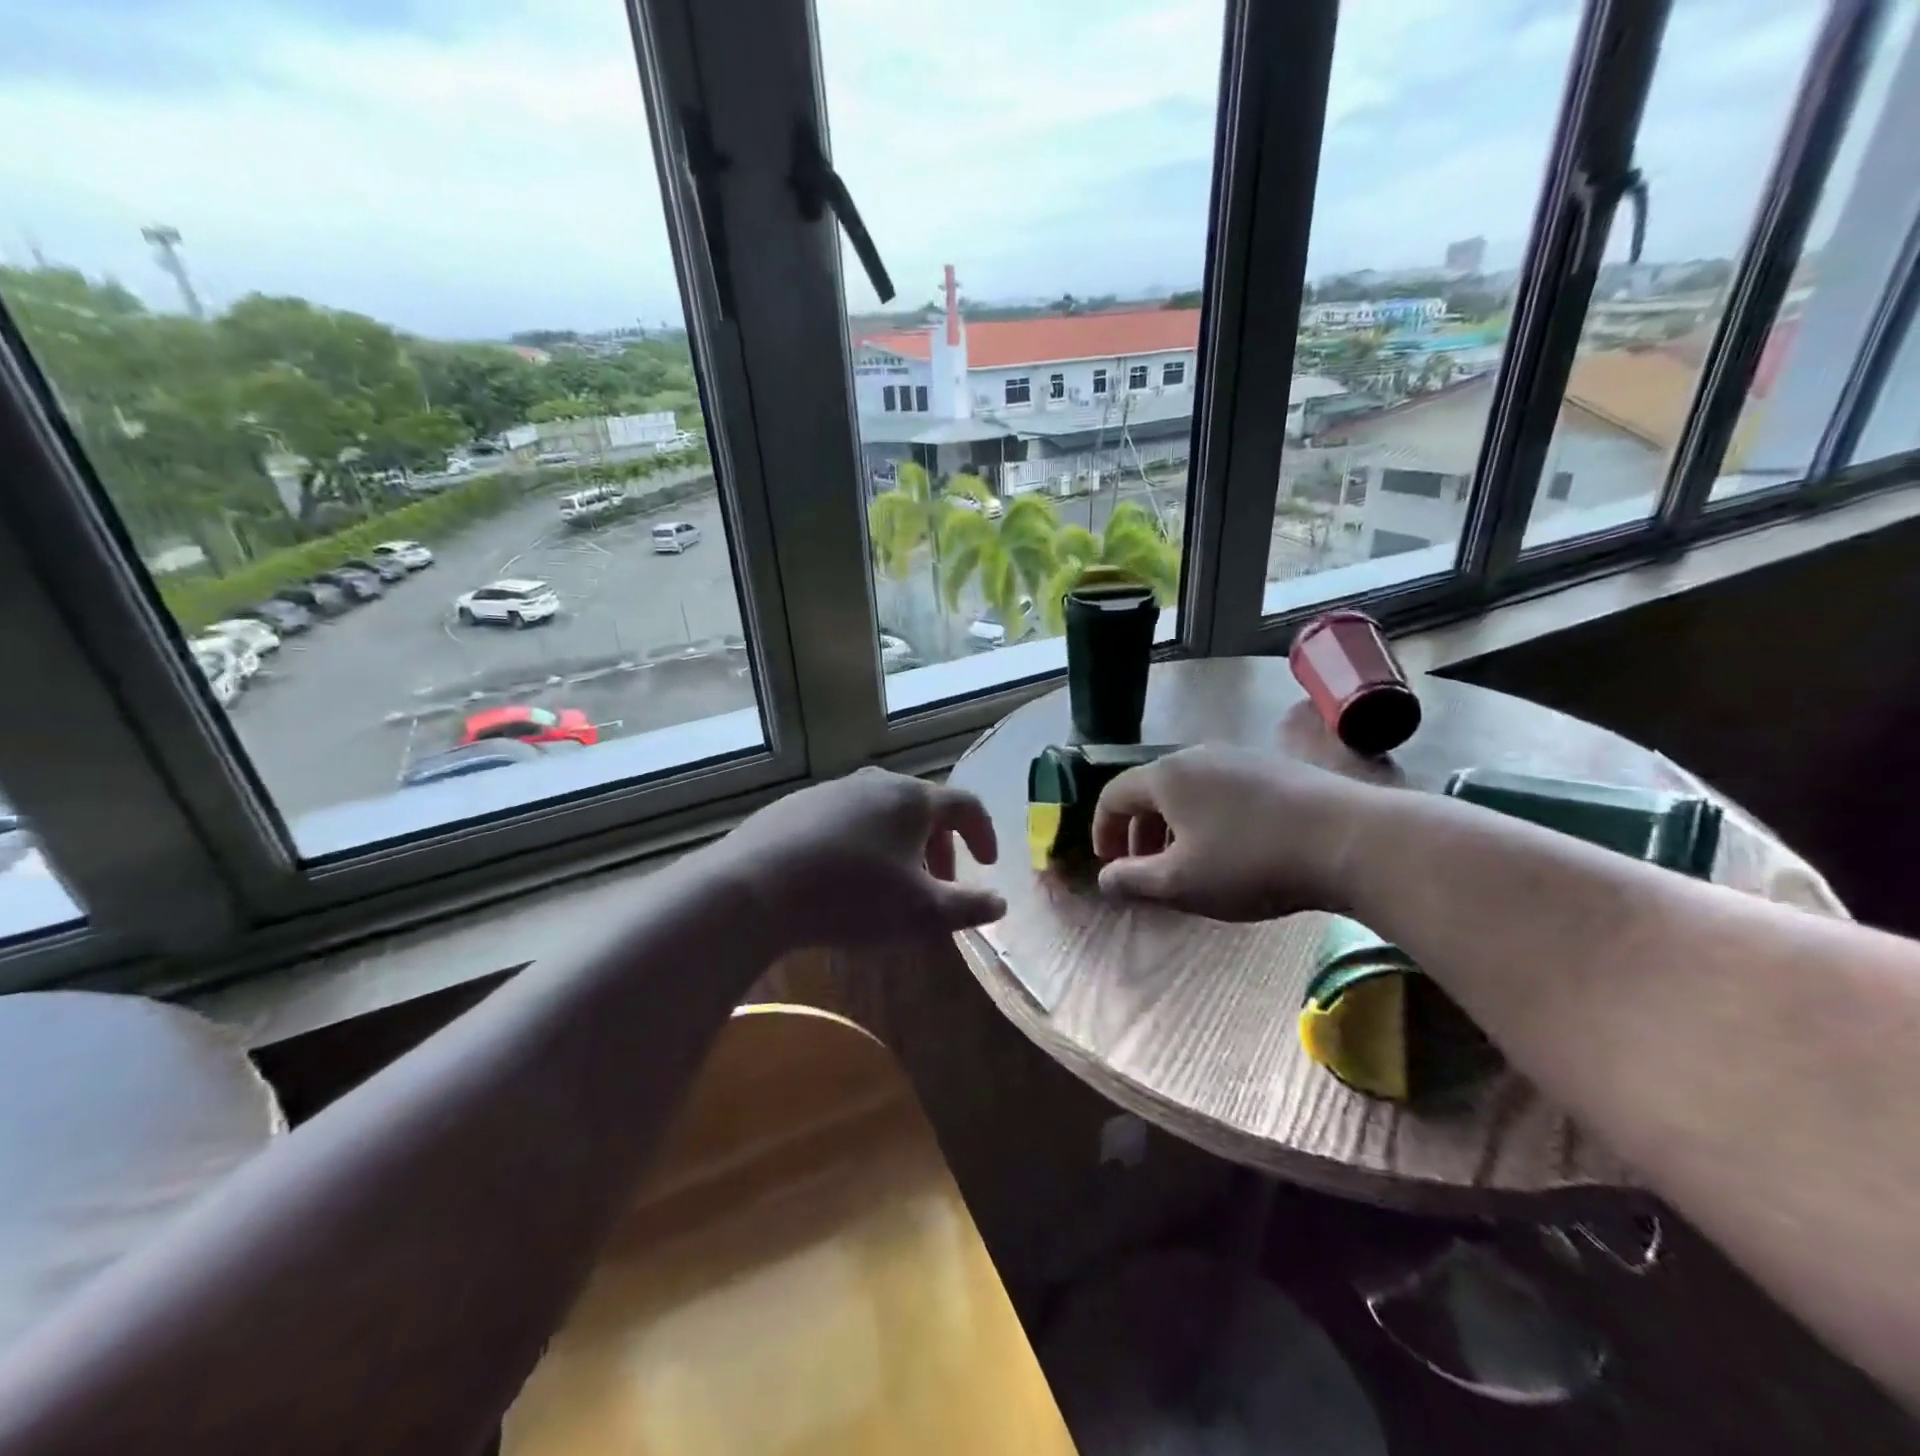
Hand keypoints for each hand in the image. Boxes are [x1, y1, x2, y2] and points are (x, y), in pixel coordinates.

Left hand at [719, 767, 1005, 949]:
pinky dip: (862, 843)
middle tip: (940, 883)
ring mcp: (832, 790)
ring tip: (893, 884)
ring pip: (882, 813)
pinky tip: (844, 877)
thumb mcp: (921, 912)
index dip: (983, 833)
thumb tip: (1000, 903)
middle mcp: (875, 782)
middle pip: (922, 808)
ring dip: (900, 845)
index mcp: (912, 799)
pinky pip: (846, 820)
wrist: (755, 887)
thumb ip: (968, 907)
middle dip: (940, 846)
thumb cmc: (851, 896)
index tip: (988, 864)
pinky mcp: (796, 805)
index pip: (965, 805)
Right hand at [1091, 745, 1374, 919]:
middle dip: (1139, 831)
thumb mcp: (1181, 883)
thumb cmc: (1250, 862)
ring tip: (1187, 862)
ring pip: (1188, 790)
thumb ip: (1133, 881)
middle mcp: (1197, 755)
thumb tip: (1105, 878)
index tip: (1109, 864)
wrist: (1349, 840)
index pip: (1113, 795)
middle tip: (1144, 869)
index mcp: (1166, 776)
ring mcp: (1239, 757)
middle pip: (1151, 790)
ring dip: (1174, 826)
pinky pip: (1222, 790)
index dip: (1102, 830)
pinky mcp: (1274, 768)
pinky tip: (1233, 847)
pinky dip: (1208, 817)